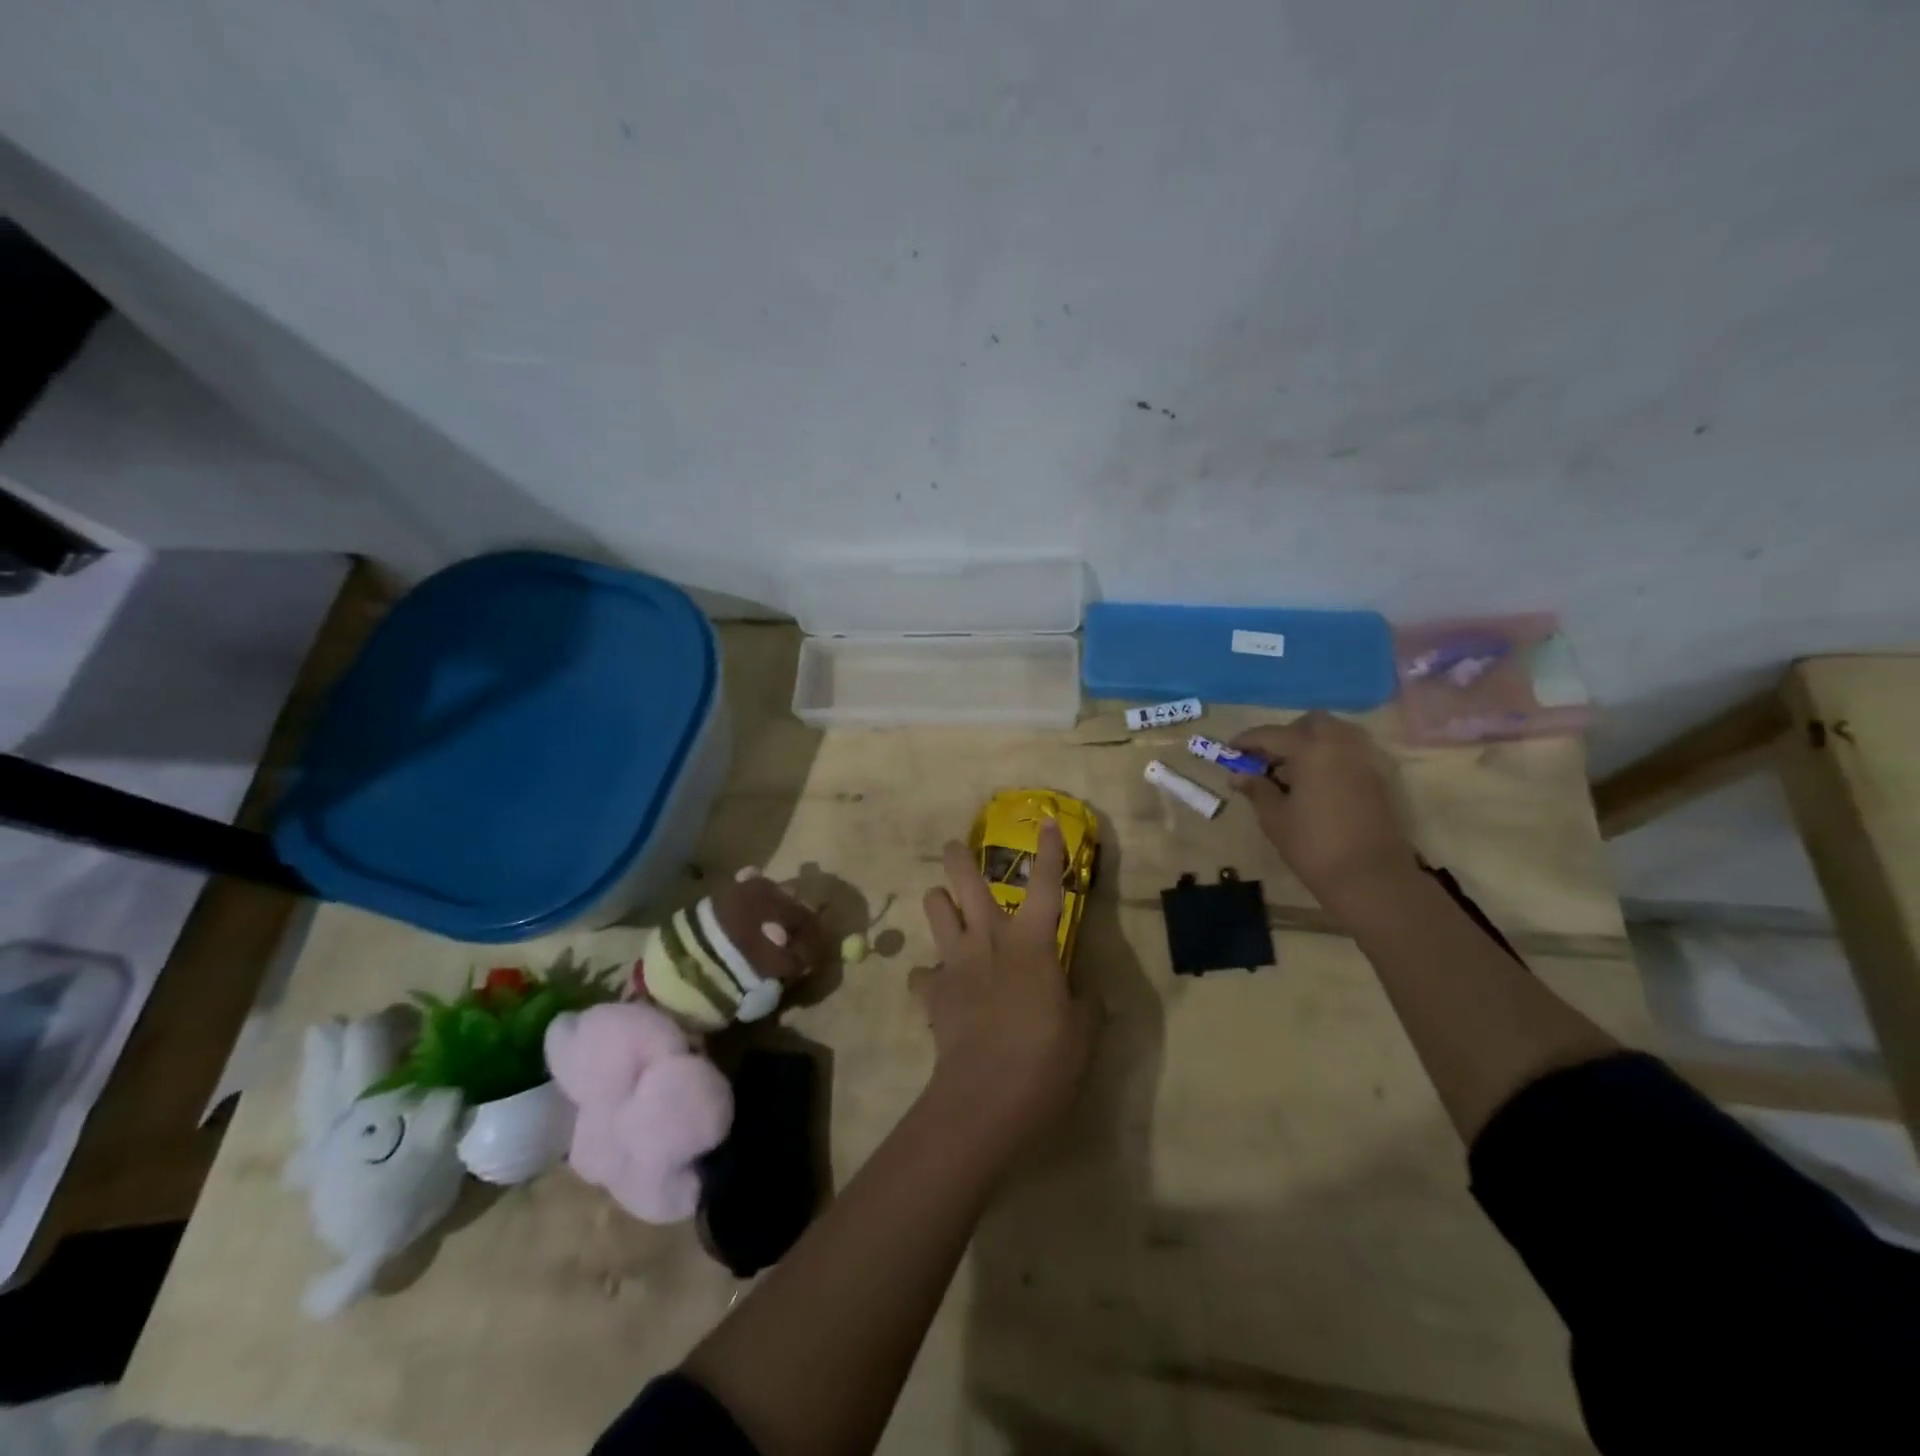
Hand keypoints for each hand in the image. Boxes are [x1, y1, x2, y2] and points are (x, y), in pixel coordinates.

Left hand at [911, 821, 1094, 1150]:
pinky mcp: (932, 991)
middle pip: (966, 883)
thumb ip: (1086, 1004)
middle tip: (953, 847)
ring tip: (943, 904)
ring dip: (938, 903)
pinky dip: (929, 975)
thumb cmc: (1046, 1057)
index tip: (1045, 821)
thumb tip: (1085, 994)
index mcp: (1031, 942)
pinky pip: (923, 974)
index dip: (1049, 852)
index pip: (1047, 885)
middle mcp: (989, 939)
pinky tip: (936, 984)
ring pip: (935, 910)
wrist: (987, 1095)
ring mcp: (955, 962)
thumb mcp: (1083, 1031)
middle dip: (958, 858)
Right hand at [1231, 713, 1417, 900]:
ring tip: (1293, 772)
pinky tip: (1316, 785)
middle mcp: (1340, 745)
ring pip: (1336, 734)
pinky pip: (1350, 754)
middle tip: (1268, 759)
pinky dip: (1330, 758)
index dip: (1248, 741)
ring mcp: (1364, 760)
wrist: (1370, 877)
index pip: (1272, 734)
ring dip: (1312, 743)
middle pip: (1311, 723)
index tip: (1230, 750)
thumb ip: (1257, 789)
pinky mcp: (1378, 779)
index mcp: (1310, 750)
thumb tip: (1239, 775)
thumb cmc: (1313, 845)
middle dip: (1287, 734)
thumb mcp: (1274, 817)